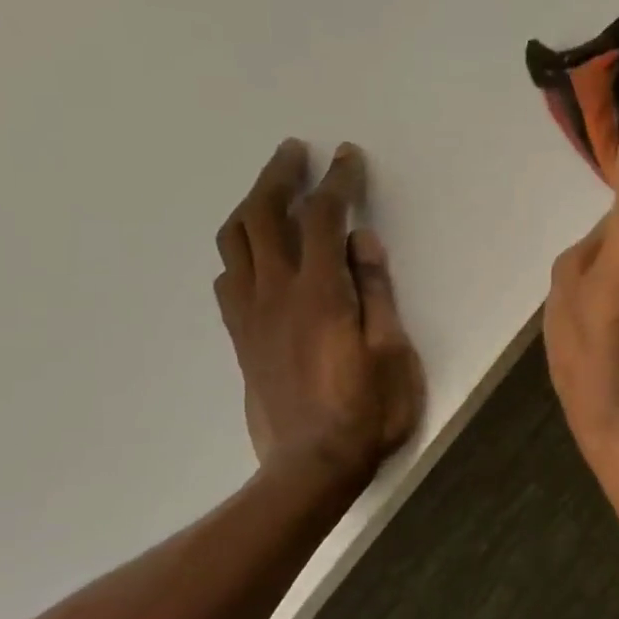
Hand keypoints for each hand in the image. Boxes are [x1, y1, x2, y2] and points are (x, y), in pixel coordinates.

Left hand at [213, 140, 424, 487]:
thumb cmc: (368, 410)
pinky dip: (238, 250)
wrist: (310, 466)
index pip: (324, 218)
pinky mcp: (240, 338)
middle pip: (263, 216)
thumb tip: (363, 241)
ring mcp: (251, 315)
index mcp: (320, 293)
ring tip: (270, 190)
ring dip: (249, 205)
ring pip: (234, 243)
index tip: (347, 156)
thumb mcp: (391, 351)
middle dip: (279, 176)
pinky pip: (227, 278)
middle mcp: (276, 293)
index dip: (337, 181)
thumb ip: (376, 291)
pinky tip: (254, 252)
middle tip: (294, 151)